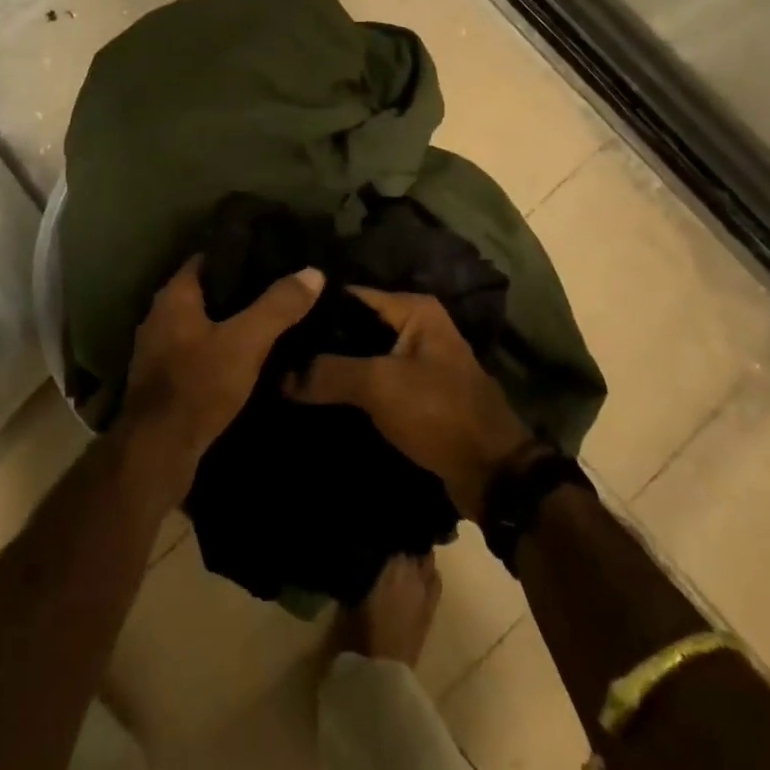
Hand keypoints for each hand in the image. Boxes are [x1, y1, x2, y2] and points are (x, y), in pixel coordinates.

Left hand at [123, 255, 322, 478]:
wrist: (158, 452)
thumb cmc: (199, 384)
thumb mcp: (247, 341)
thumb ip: (278, 305)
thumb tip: (313, 272)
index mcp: (174, 296)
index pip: (208, 258)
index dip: (239, 254)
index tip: (271, 255)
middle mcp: (160, 316)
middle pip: (205, 292)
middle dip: (238, 291)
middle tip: (278, 289)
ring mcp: (157, 350)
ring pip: (200, 324)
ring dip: (228, 324)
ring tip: (268, 323)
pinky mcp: (162, 381)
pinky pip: (196, 352)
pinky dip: (218, 351)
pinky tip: (245, 360)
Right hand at [286, 286, 531, 520]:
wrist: (493, 473)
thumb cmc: (439, 411)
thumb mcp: (380, 385)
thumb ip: (329, 372)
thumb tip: (279, 374)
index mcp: (413, 308)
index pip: (351, 296)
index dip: (314, 309)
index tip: (277, 325)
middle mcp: (416, 326)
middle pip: (355, 327)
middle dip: (320, 343)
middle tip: (276, 355)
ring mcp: (417, 361)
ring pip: (362, 357)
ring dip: (333, 370)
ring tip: (287, 378)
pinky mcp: (415, 394)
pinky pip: (373, 383)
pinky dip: (350, 390)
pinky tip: (316, 400)